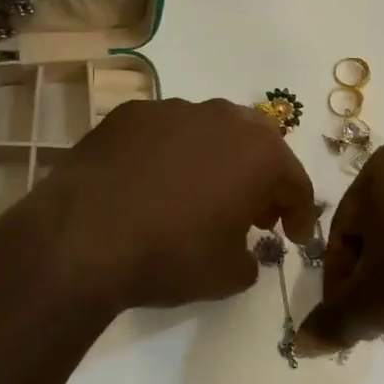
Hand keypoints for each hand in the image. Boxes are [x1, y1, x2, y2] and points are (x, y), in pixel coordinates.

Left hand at [10, 98, 316, 315]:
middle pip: (255, 143)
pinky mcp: (129, 113)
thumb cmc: (171, 255)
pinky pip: (164, 133)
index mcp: (258, 151)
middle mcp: (221, 116)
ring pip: (208, 131)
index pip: (294, 180)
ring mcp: (172, 108)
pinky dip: (169, 154)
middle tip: (253, 213)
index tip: (293, 238)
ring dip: (214, 160)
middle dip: (260, 177)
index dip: (299, 213)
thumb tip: (243, 250)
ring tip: (199, 196)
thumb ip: (251, 257)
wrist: (84, 237)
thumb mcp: (228, 275)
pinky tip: (152, 184)